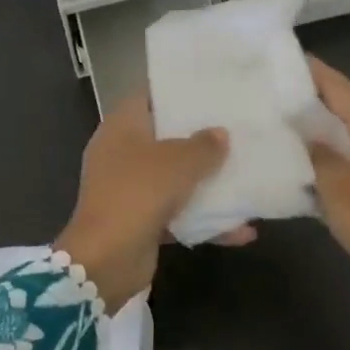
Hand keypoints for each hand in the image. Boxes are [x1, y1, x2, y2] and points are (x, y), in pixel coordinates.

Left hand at [55, 93, 231, 310]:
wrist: (105, 260)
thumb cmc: (137, 193)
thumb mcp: (177, 163)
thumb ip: (203, 146)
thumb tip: (220, 134)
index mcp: (122, 127)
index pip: (148, 96)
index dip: (176, 91)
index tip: (209, 89)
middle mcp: (122, 152)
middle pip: (165, 136)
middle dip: (199, 137)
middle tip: (235, 128)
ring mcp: (130, 188)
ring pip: (174, 177)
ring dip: (206, 182)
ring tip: (245, 175)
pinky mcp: (141, 221)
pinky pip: (178, 214)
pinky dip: (205, 220)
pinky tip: (242, 229)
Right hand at [306, 58, 349, 349]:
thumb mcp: (335, 186)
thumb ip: (317, 150)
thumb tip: (303, 125)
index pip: (341, 87)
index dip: (314, 72)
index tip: (285, 59)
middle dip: (319, 103)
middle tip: (280, 98)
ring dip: (331, 136)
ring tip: (294, 133)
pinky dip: (345, 162)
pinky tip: (322, 174)